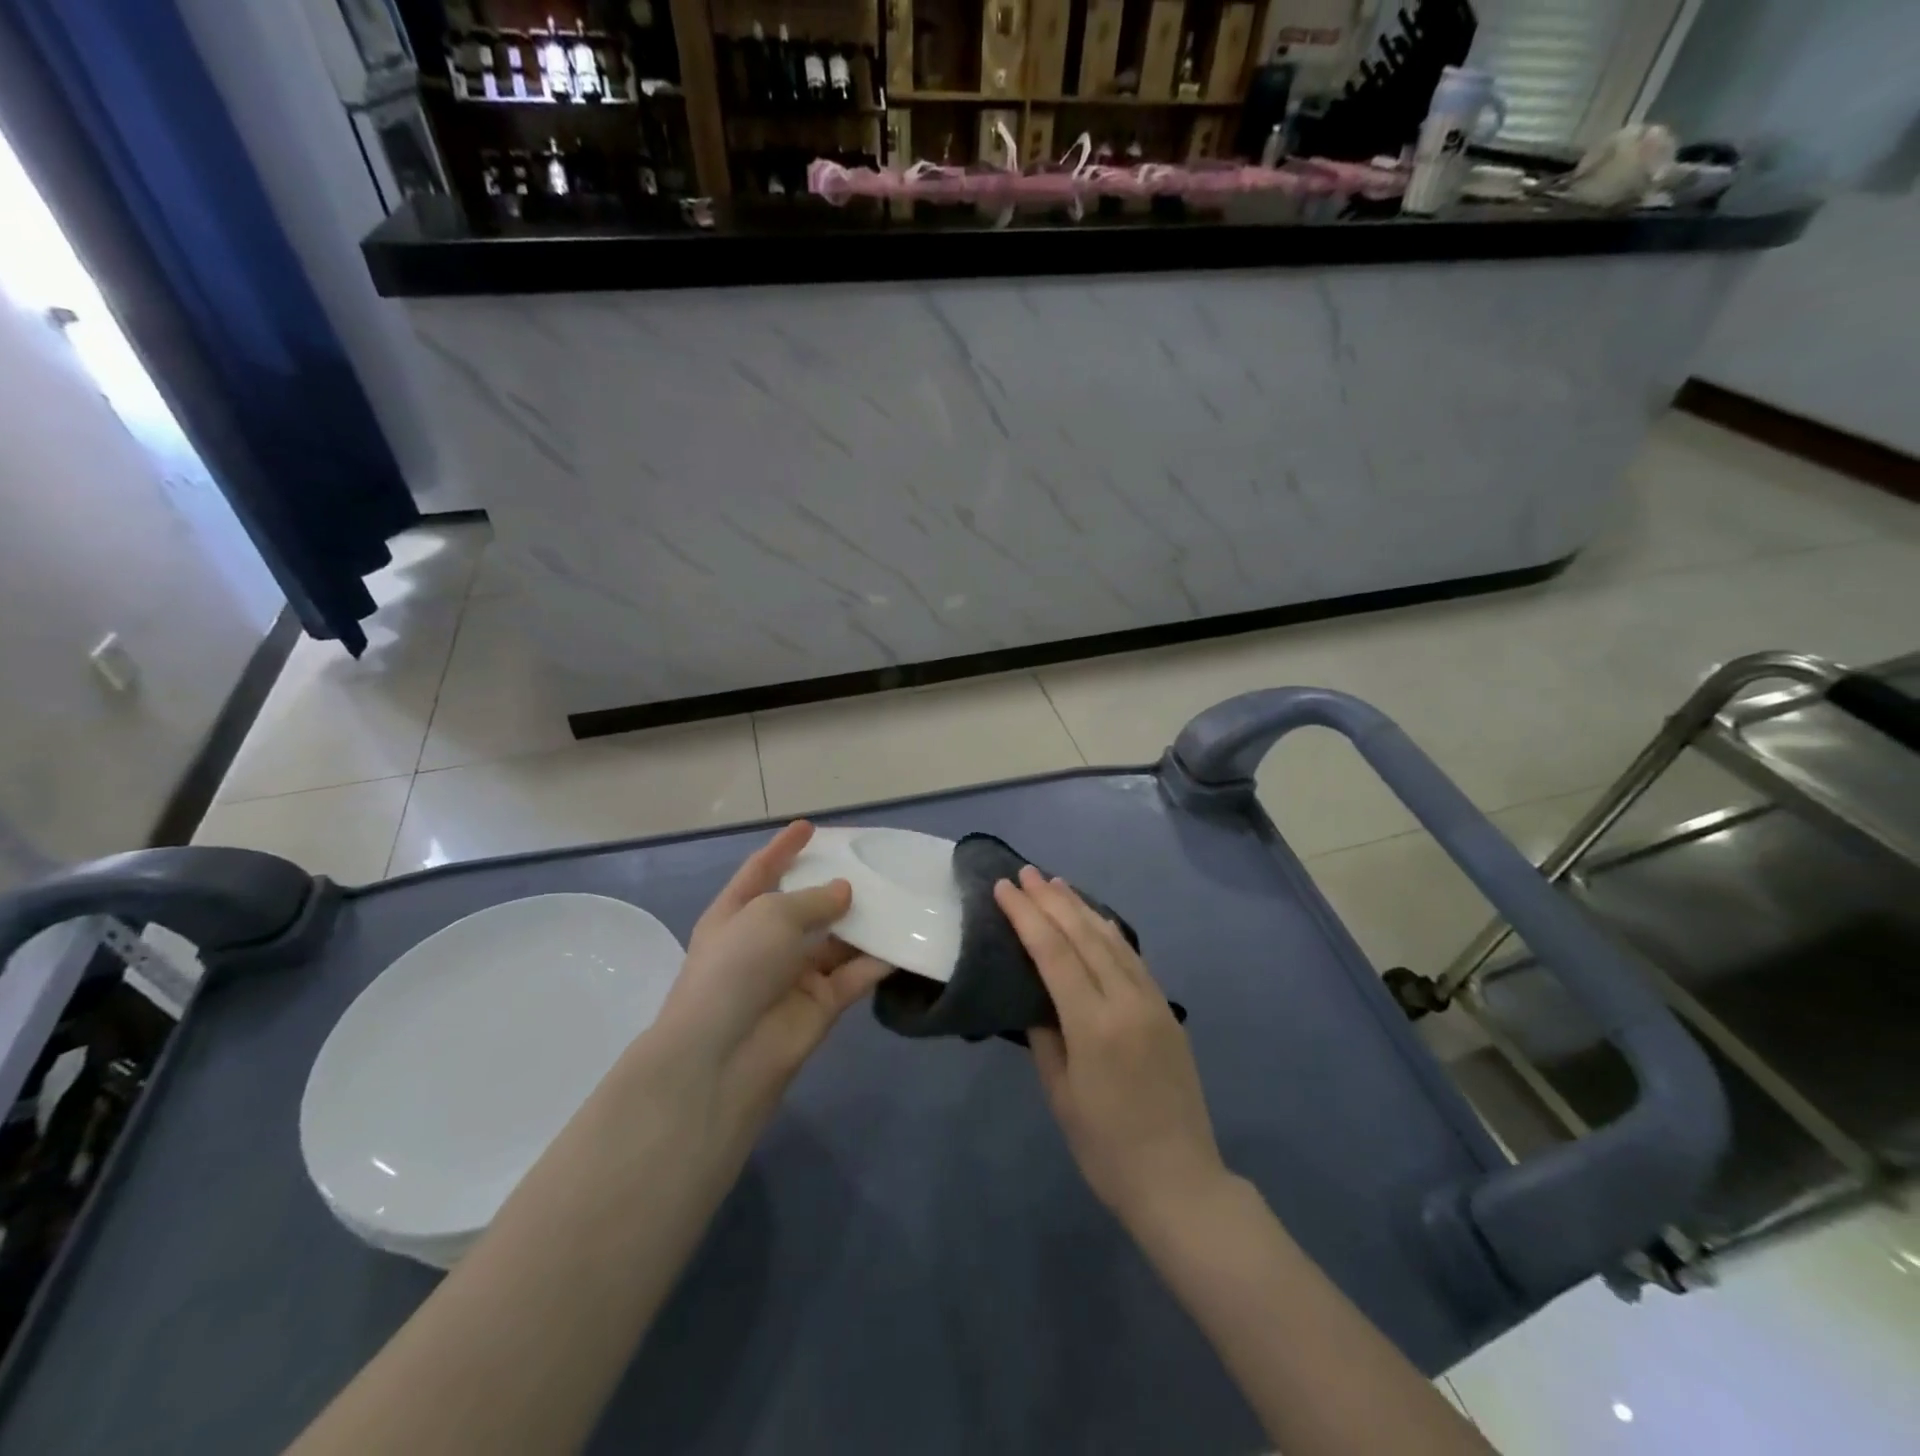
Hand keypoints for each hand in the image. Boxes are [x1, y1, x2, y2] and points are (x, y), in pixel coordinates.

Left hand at [652, 822, 889, 1127]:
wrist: (724, 1057)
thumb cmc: (737, 967)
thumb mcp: (771, 916)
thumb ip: (814, 899)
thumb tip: (844, 892)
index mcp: (737, 913)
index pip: (761, 871)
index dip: (783, 848)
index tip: (810, 826)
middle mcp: (766, 941)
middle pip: (805, 905)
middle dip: (834, 885)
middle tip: (872, 863)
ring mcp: (795, 973)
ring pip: (837, 939)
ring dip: (863, 921)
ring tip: (899, 894)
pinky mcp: (823, 1003)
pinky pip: (856, 973)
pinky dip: (879, 958)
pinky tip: (907, 938)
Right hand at [994, 867, 1228, 1229]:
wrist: (1180, 1181)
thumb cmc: (1106, 1147)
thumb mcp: (1061, 1094)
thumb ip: (1044, 1036)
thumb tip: (1034, 997)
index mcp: (1094, 1023)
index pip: (1053, 952)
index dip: (1026, 916)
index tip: (1004, 888)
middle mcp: (1127, 1001)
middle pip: (1084, 935)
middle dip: (1051, 900)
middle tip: (1026, 872)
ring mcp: (1153, 1002)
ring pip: (1112, 939)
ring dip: (1081, 907)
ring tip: (1056, 884)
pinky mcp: (1168, 1010)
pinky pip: (1134, 957)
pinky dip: (1110, 931)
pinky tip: (1097, 919)